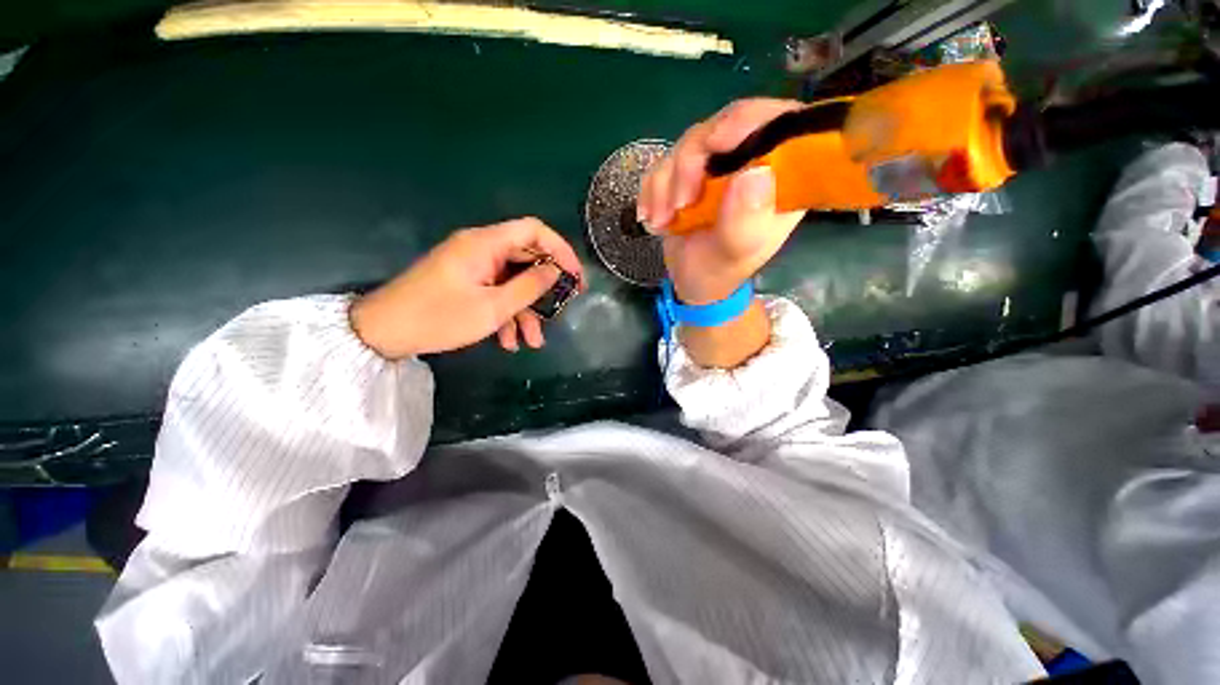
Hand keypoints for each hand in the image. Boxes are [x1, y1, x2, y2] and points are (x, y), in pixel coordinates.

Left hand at [350, 218, 582, 358]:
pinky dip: (506, 314)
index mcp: (485, 244)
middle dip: (545, 289)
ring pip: (513, 282)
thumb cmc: (439, 317)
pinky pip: (496, 292)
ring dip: (525, 311)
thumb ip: (529, 287)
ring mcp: (473, 267)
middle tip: (563, 308)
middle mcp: (481, 249)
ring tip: (532, 341)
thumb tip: (555, 272)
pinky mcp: (466, 282)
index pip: (534, 231)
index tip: (575, 276)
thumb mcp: (493, 307)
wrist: (384, 333)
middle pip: (526, 259)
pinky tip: (509, 341)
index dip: (561, 250)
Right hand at [637, 99, 807, 304]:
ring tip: (663, 221)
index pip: (779, 123)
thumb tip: (754, 174)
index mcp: (781, 177)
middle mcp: (751, 161)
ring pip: (688, 144)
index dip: (749, 120)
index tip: (716, 142)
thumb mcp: (736, 253)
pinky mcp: (688, 174)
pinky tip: (655, 218)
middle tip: (680, 203)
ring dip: (666, 184)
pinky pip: (663, 164)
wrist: (692, 284)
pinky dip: (652, 191)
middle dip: (692, 162)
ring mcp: (717, 165)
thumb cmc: (721, 272)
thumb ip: (745, 220)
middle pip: (724, 126)